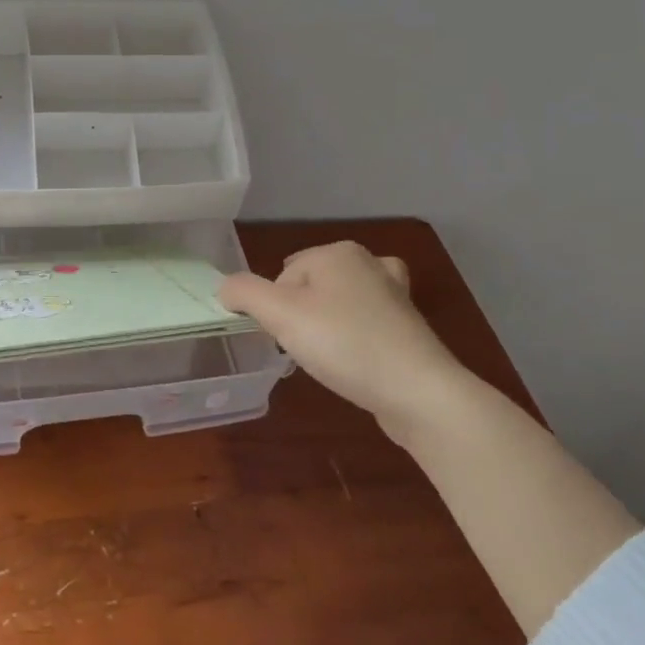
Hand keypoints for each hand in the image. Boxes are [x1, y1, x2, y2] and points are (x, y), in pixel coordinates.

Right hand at [219, 242, 469, 441]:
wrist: (419, 392)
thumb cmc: (345, 345)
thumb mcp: (281, 316)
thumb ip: (244, 294)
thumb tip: (225, 288)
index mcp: (337, 252)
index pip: (282, 277)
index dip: (277, 310)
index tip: (288, 339)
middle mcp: (367, 262)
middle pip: (308, 287)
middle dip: (300, 317)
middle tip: (308, 349)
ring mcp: (393, 292)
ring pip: (336, 304)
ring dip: (327, 328)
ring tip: (331, 356)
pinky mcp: (408, 324)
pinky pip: (364, 323)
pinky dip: (354, 338)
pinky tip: (355, 359)